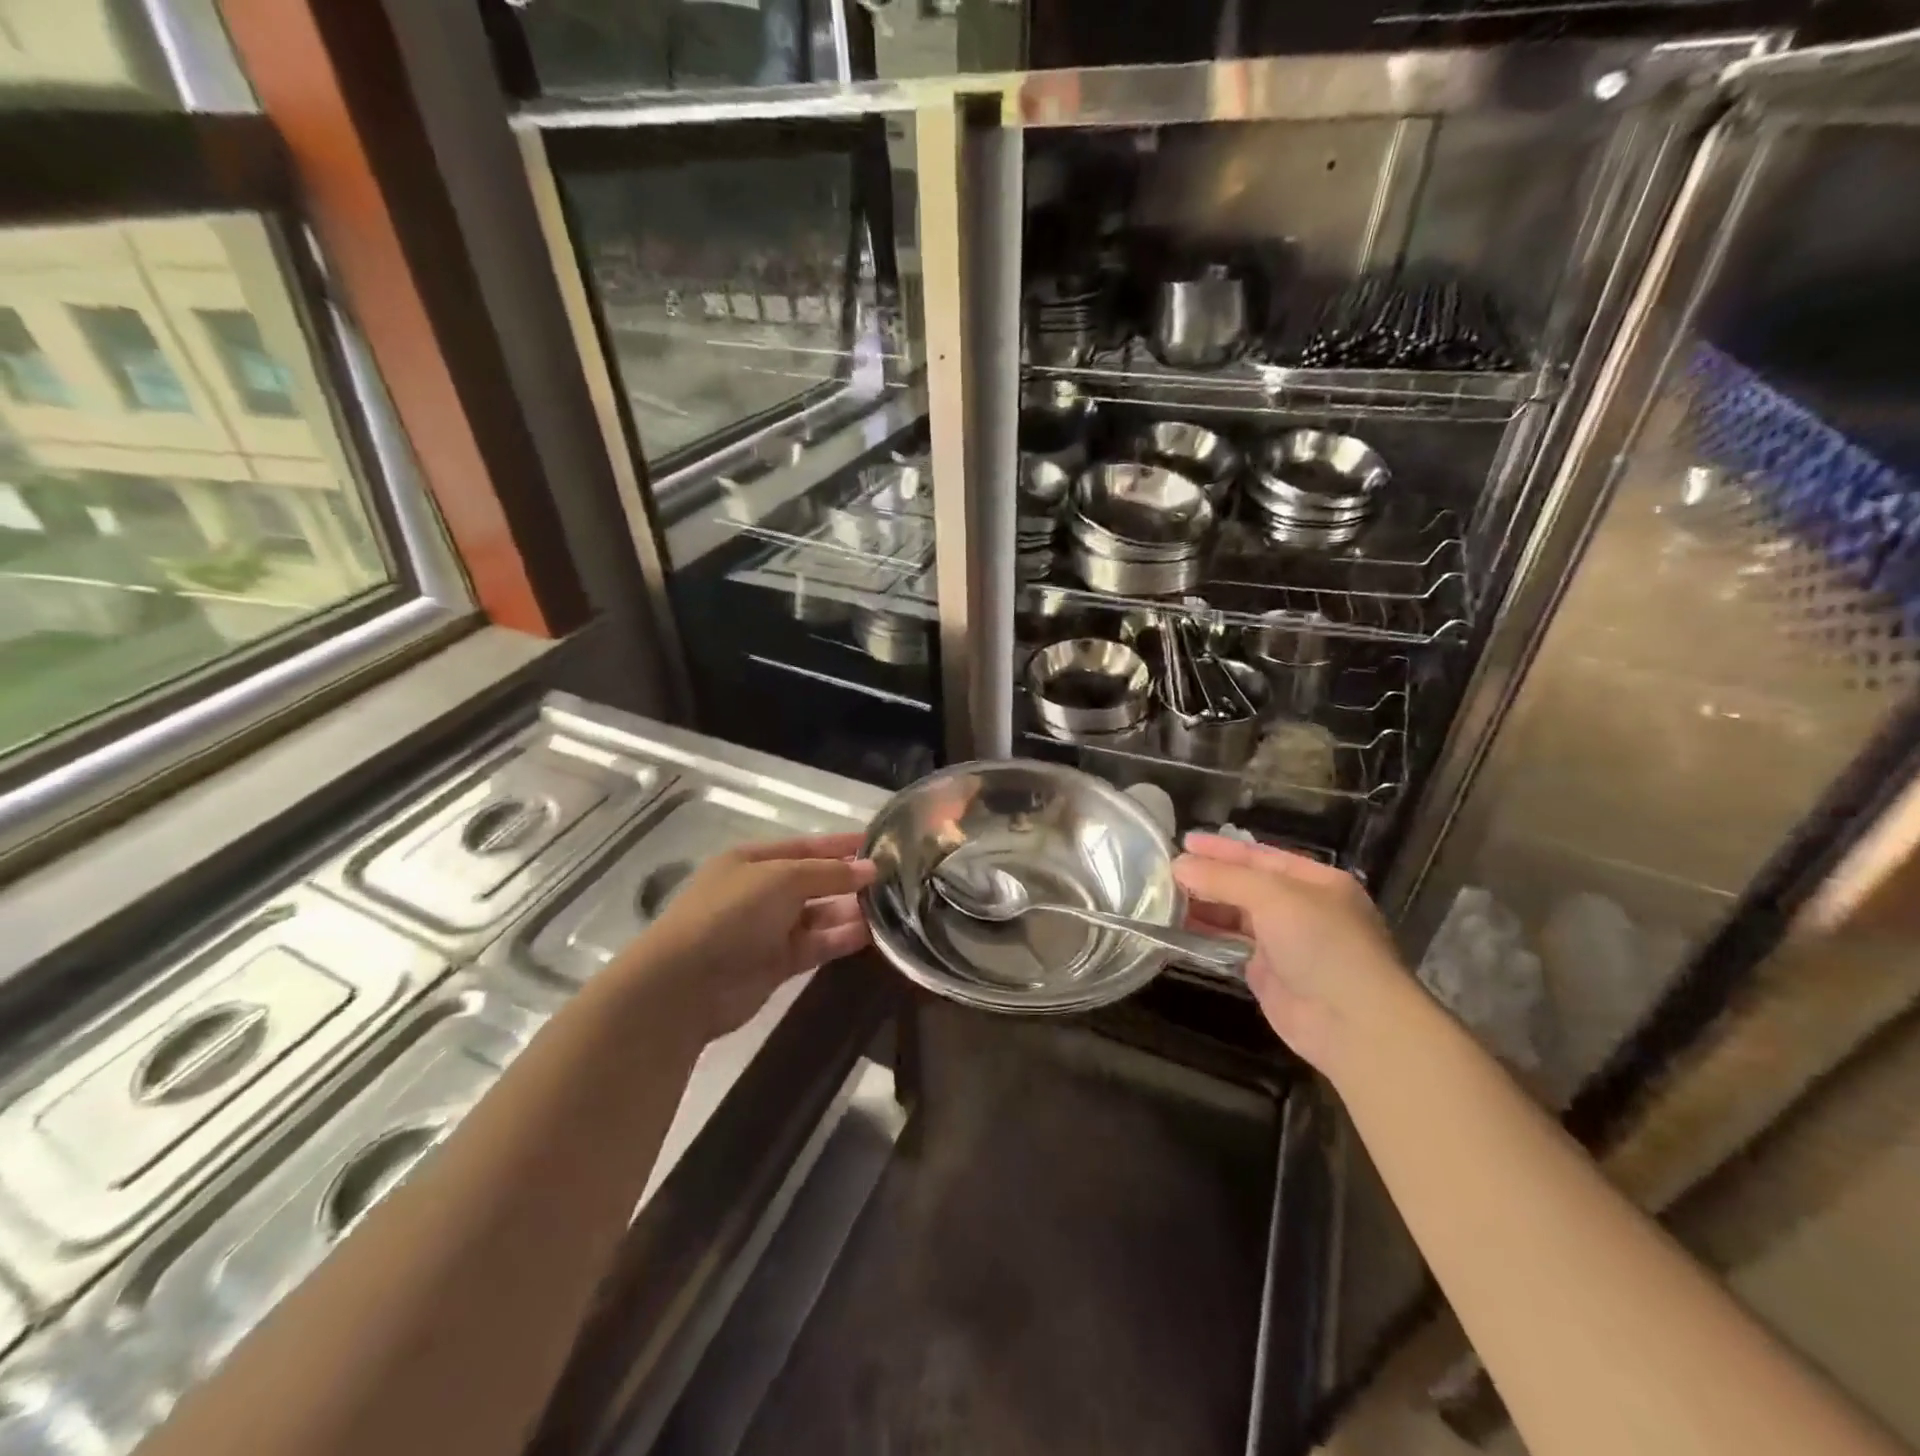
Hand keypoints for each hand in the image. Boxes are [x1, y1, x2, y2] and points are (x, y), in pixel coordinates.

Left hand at [621, 833, 877, 1042]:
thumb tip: (871, 869)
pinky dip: (842, 938)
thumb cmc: (731, 914)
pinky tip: (873, 934)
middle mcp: (762, 891)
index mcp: (753, 860)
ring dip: (851, 911)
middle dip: (850, 880)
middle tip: (896, 880)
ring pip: (820, 914)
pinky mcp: (778, 963)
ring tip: (894, 908)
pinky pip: (817, 944)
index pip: (806, 846)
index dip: (841, 844)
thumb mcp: (782, 879)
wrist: (686, 985)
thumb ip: (829, 873)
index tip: (881, 843)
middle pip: (815, 880)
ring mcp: (769, 928)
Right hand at [1174, 833, 1412, 1080]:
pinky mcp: (1267, 974)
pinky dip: (1206, 937)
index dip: (1222, 849)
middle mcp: (1301, 909)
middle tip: (1166, 871)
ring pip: (1236, 917)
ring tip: (1164, 897)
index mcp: (1316, 882)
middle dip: (1209, 878)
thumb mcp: (1274, 898)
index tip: (1184, 842)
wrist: (1353, 1024)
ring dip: (1204, 906)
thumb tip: (1179, 865)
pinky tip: (1178, 928)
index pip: (1262, 856)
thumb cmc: (1322, 944)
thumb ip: (1224, 879)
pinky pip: (1231, 947)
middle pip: (1247, 886)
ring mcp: (1285, 943)